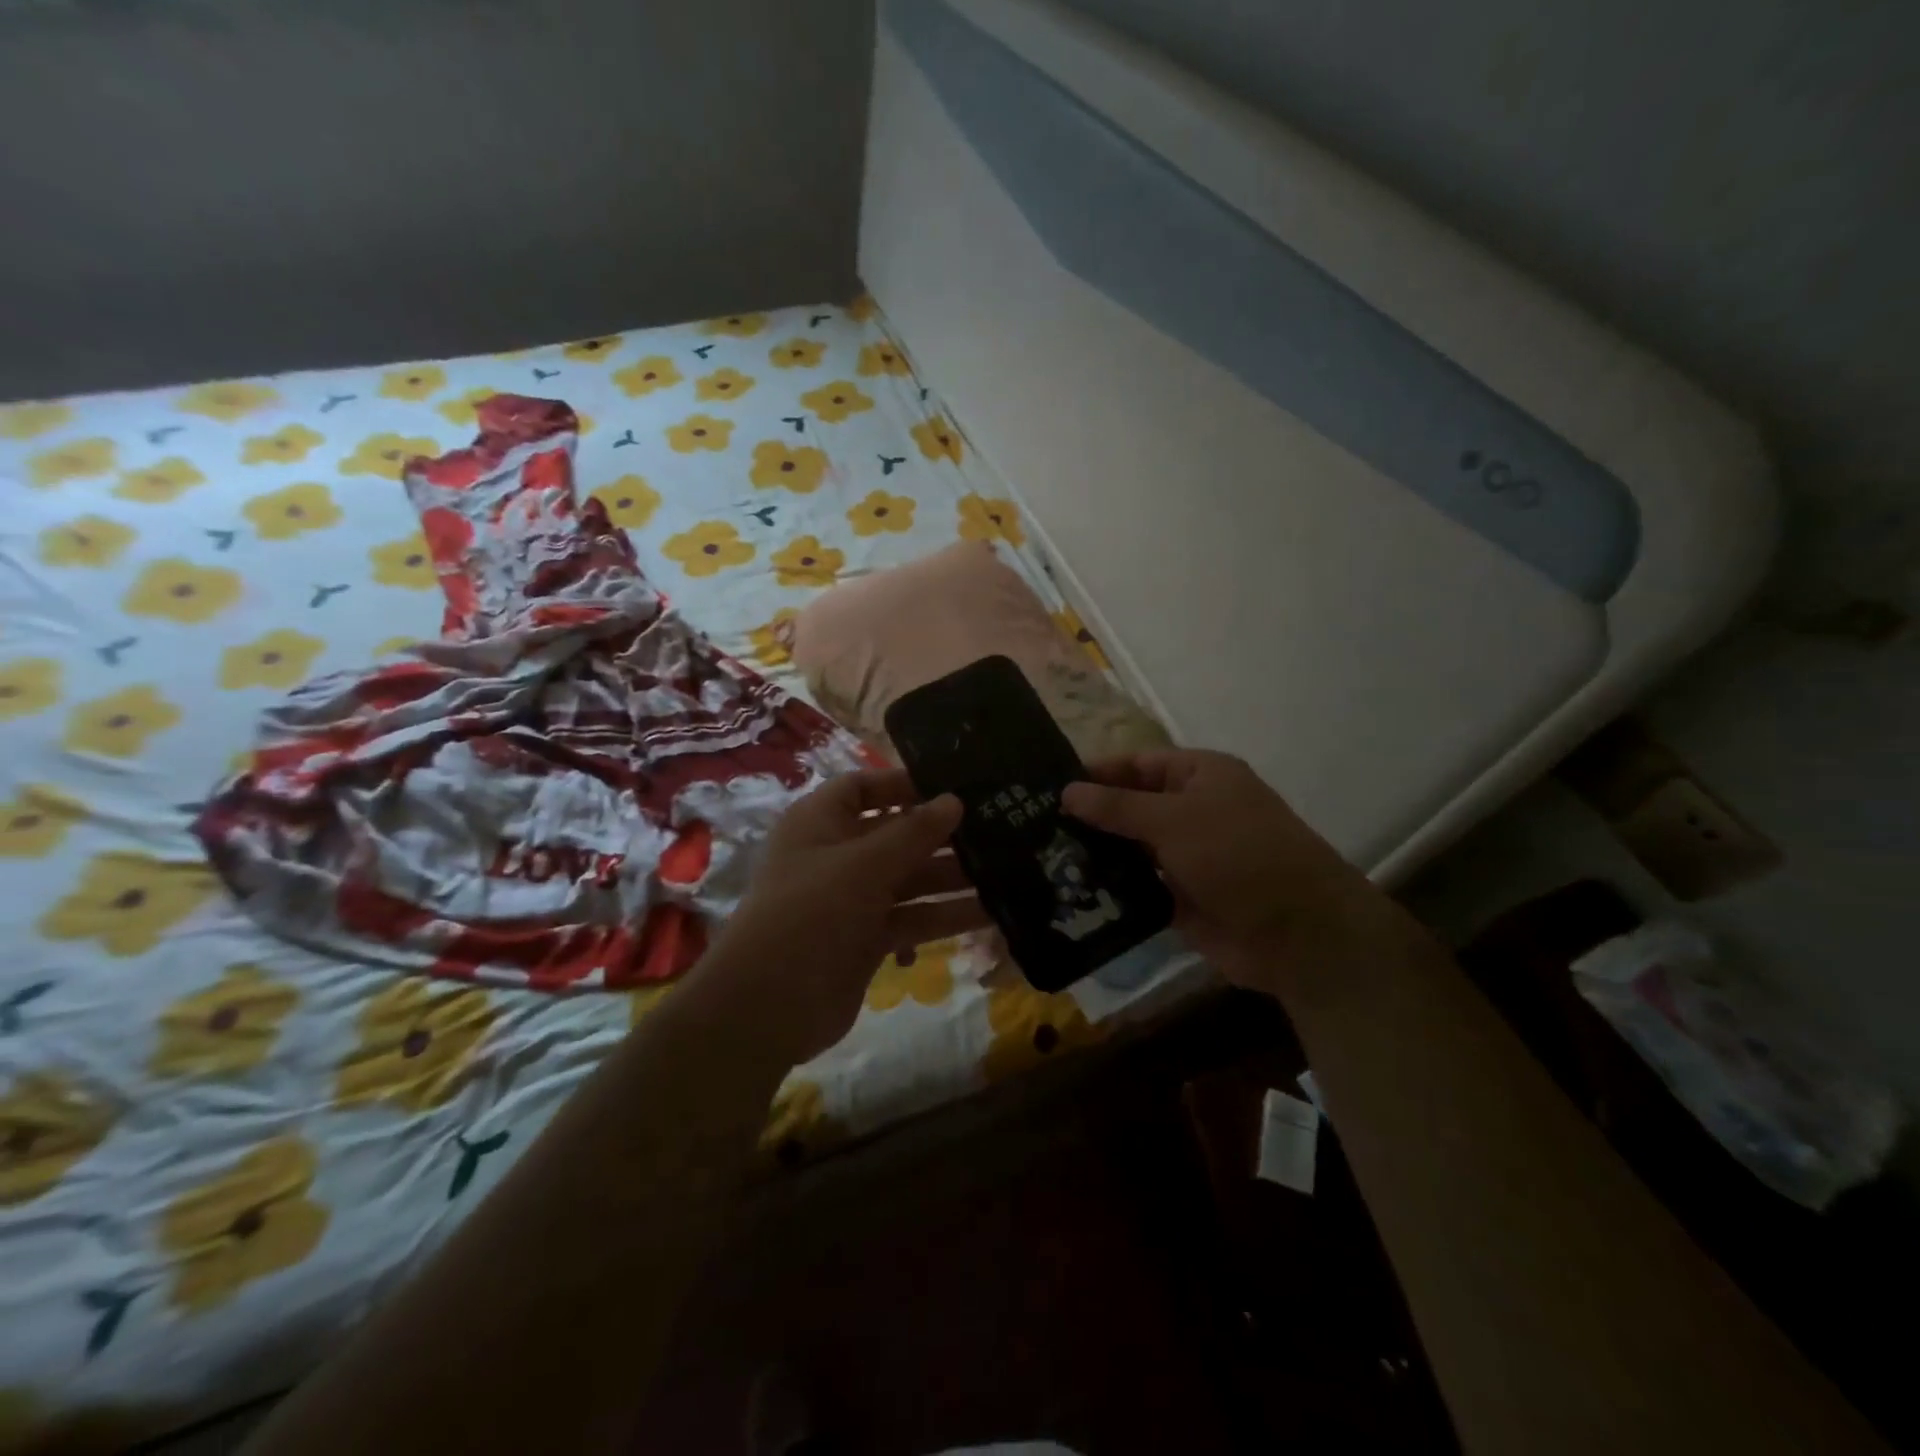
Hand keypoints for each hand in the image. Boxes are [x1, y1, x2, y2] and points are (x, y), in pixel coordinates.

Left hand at [695, 770, 986, 1062]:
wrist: (768, 1006)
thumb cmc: (812, 913)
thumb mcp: (864, 865)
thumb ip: (913, 832)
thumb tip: (954, 801)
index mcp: (820, 823)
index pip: (863, 788)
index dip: (904, 785)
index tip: (953, 788)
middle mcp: (836, 856)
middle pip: (894, 835)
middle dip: (941, 835)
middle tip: (997, 830)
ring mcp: (851, 900)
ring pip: (909, 879)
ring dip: (951, 878)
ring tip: (1005, 871)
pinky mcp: (866, 939)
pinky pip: (911, 918)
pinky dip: (943, 917)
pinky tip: (989, 915)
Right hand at [1061, 749, 1399, 1000]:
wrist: (1299, 934)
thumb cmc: (1239, 855)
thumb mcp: (1174, 819)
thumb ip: (1117, 806)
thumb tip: (1066, 791)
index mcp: (1200, 776)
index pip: (1138, 763)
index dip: (1098, 772)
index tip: (1049, 786)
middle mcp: (1193, 811)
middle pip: (1132, 806)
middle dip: (1090, 816)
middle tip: (1033, 826)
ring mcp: (1188, 857)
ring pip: (1132, 849)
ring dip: (1097, 855)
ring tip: (1042, 859)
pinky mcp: (1183, 898)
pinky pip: (1139, 887)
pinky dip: (1112, 890)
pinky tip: (1071, 893)